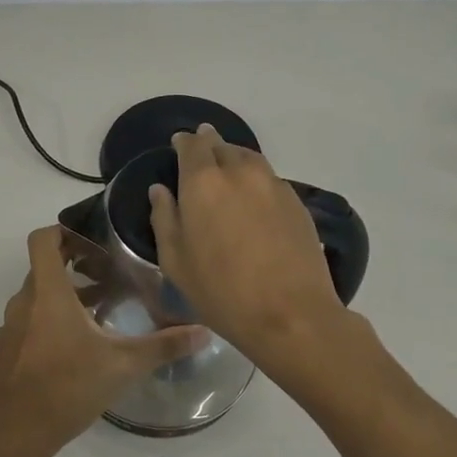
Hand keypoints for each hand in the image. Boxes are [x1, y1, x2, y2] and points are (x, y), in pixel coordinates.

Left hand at [0, 226, 208, 456]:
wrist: (11, 436)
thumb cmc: (66, 388)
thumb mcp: (122, 365)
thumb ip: (163, 346)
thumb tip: (204, 332)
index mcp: (47, 293)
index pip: (43, 240)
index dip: (64, 231)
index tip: (92, 241)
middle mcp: (23, 303)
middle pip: (44, 269)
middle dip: (75, 267)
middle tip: (109, 275)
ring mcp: (10, 330)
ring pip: (37, 299)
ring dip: (64, 298)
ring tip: (100, 312)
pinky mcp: (6, 354)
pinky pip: (28, 324)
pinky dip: (50, 323)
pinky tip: (76, 350)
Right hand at [148, 125, 354, 370]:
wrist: (290, 313)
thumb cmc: (221, 291)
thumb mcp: (176, 262)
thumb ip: (164, 218)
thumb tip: (160, 190)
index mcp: (203, 182)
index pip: (192, 146)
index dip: (184, 142)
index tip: (179, 143)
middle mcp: (239, 172)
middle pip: (222, 146)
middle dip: (209, 145)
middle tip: (202, 153)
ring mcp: (273, 184)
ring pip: (249, 158)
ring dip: (235, 158)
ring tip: (228, 170)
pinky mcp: (297, 202)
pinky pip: (270, 178)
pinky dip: (256, 179)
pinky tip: (253, 198)